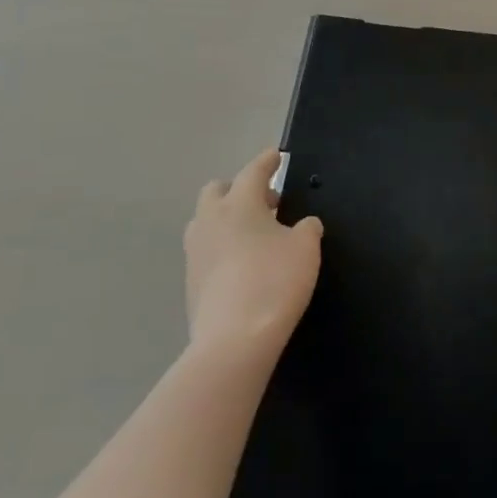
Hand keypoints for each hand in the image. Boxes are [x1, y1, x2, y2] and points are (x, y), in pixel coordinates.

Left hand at [185, 150, 321, 356]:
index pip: (253, 171)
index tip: (276, 155)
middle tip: (266, 203)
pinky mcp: (190, 281)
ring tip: (254, 234)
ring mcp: (195, 252)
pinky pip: (206, 250)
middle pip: (217, 191)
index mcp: (239, 204)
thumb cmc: (274, 282)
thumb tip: (303, 225)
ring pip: (206, 220)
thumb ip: (306, 229)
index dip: (267, 162)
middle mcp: (210, 221)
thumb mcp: (305, 249)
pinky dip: (222, 246)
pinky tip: (243, 264)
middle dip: (239, 188)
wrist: (233, 342)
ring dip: (227, 218)